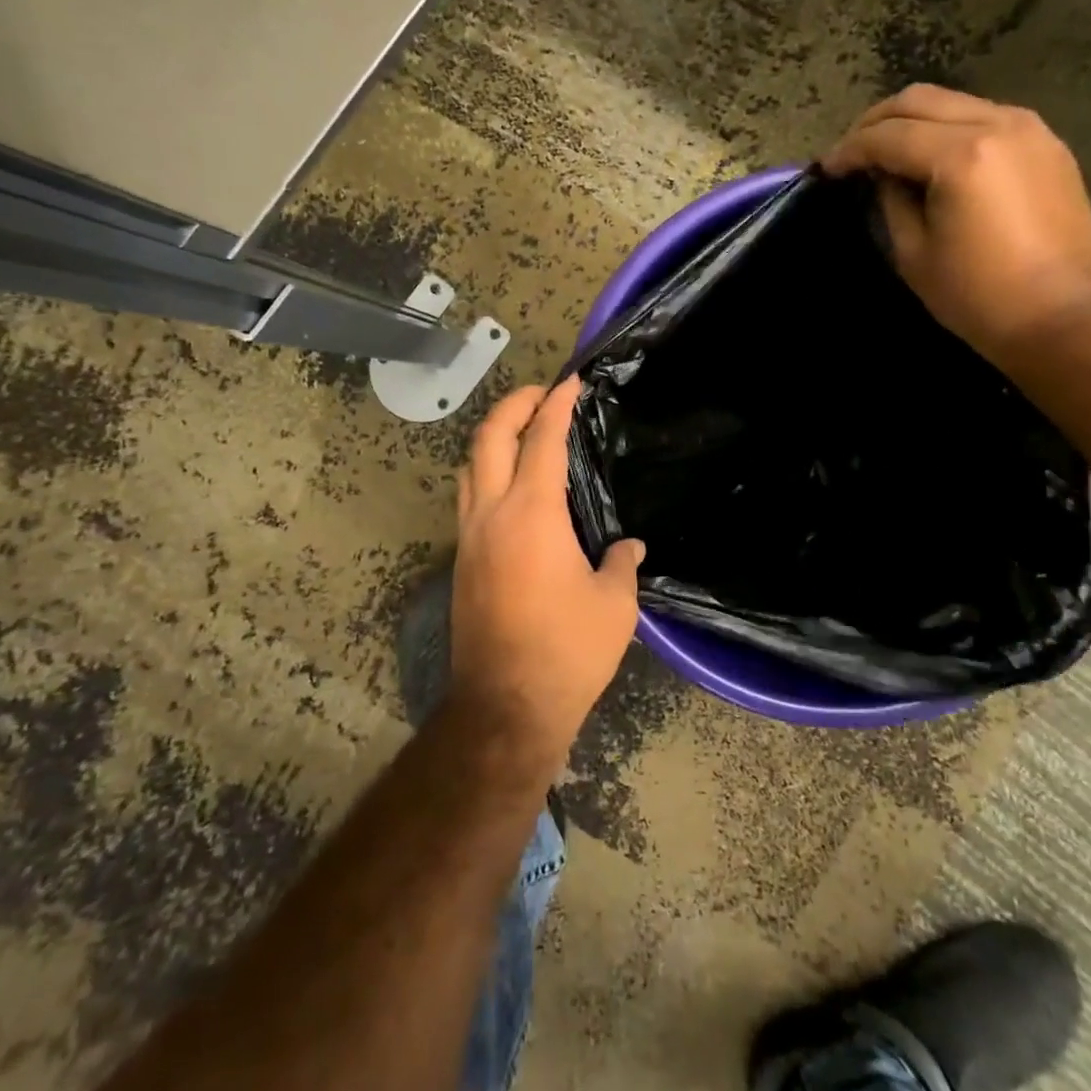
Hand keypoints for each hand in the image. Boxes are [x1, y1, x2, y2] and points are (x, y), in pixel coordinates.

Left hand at [450, 377, 644, 765]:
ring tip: (522, 431)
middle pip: (489, 438)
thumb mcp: (614, 605)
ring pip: (469, 466)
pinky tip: (511, 487)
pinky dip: (486, 472)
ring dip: (493, 437)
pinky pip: (469, 497)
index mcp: (532, 514)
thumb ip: (622, 563)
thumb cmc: (567, 651)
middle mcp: (491, 514)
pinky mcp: (461, 561)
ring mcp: (469, 537)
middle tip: (541, 393)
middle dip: (513, 404)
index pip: (541, 440)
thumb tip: (629, 546)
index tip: (570, 383)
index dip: (556, 405)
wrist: (505, 707)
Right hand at [821, 84, 1090, 364]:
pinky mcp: (1047, 144)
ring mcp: (1029, 129)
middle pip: (919, 100)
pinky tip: (933, 158)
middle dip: (875, 122)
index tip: (825, 169)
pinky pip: (985, 117)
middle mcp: (998, 124)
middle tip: (851, 153)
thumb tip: (883, 175)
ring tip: (887, 153)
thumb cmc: (978, 296)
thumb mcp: (914, 253)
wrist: (1063, 318)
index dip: (849, 150)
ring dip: (912, 121)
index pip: (888, 135)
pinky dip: (948, 128)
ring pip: (953, 101)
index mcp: (961, 155)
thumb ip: (891, 201)